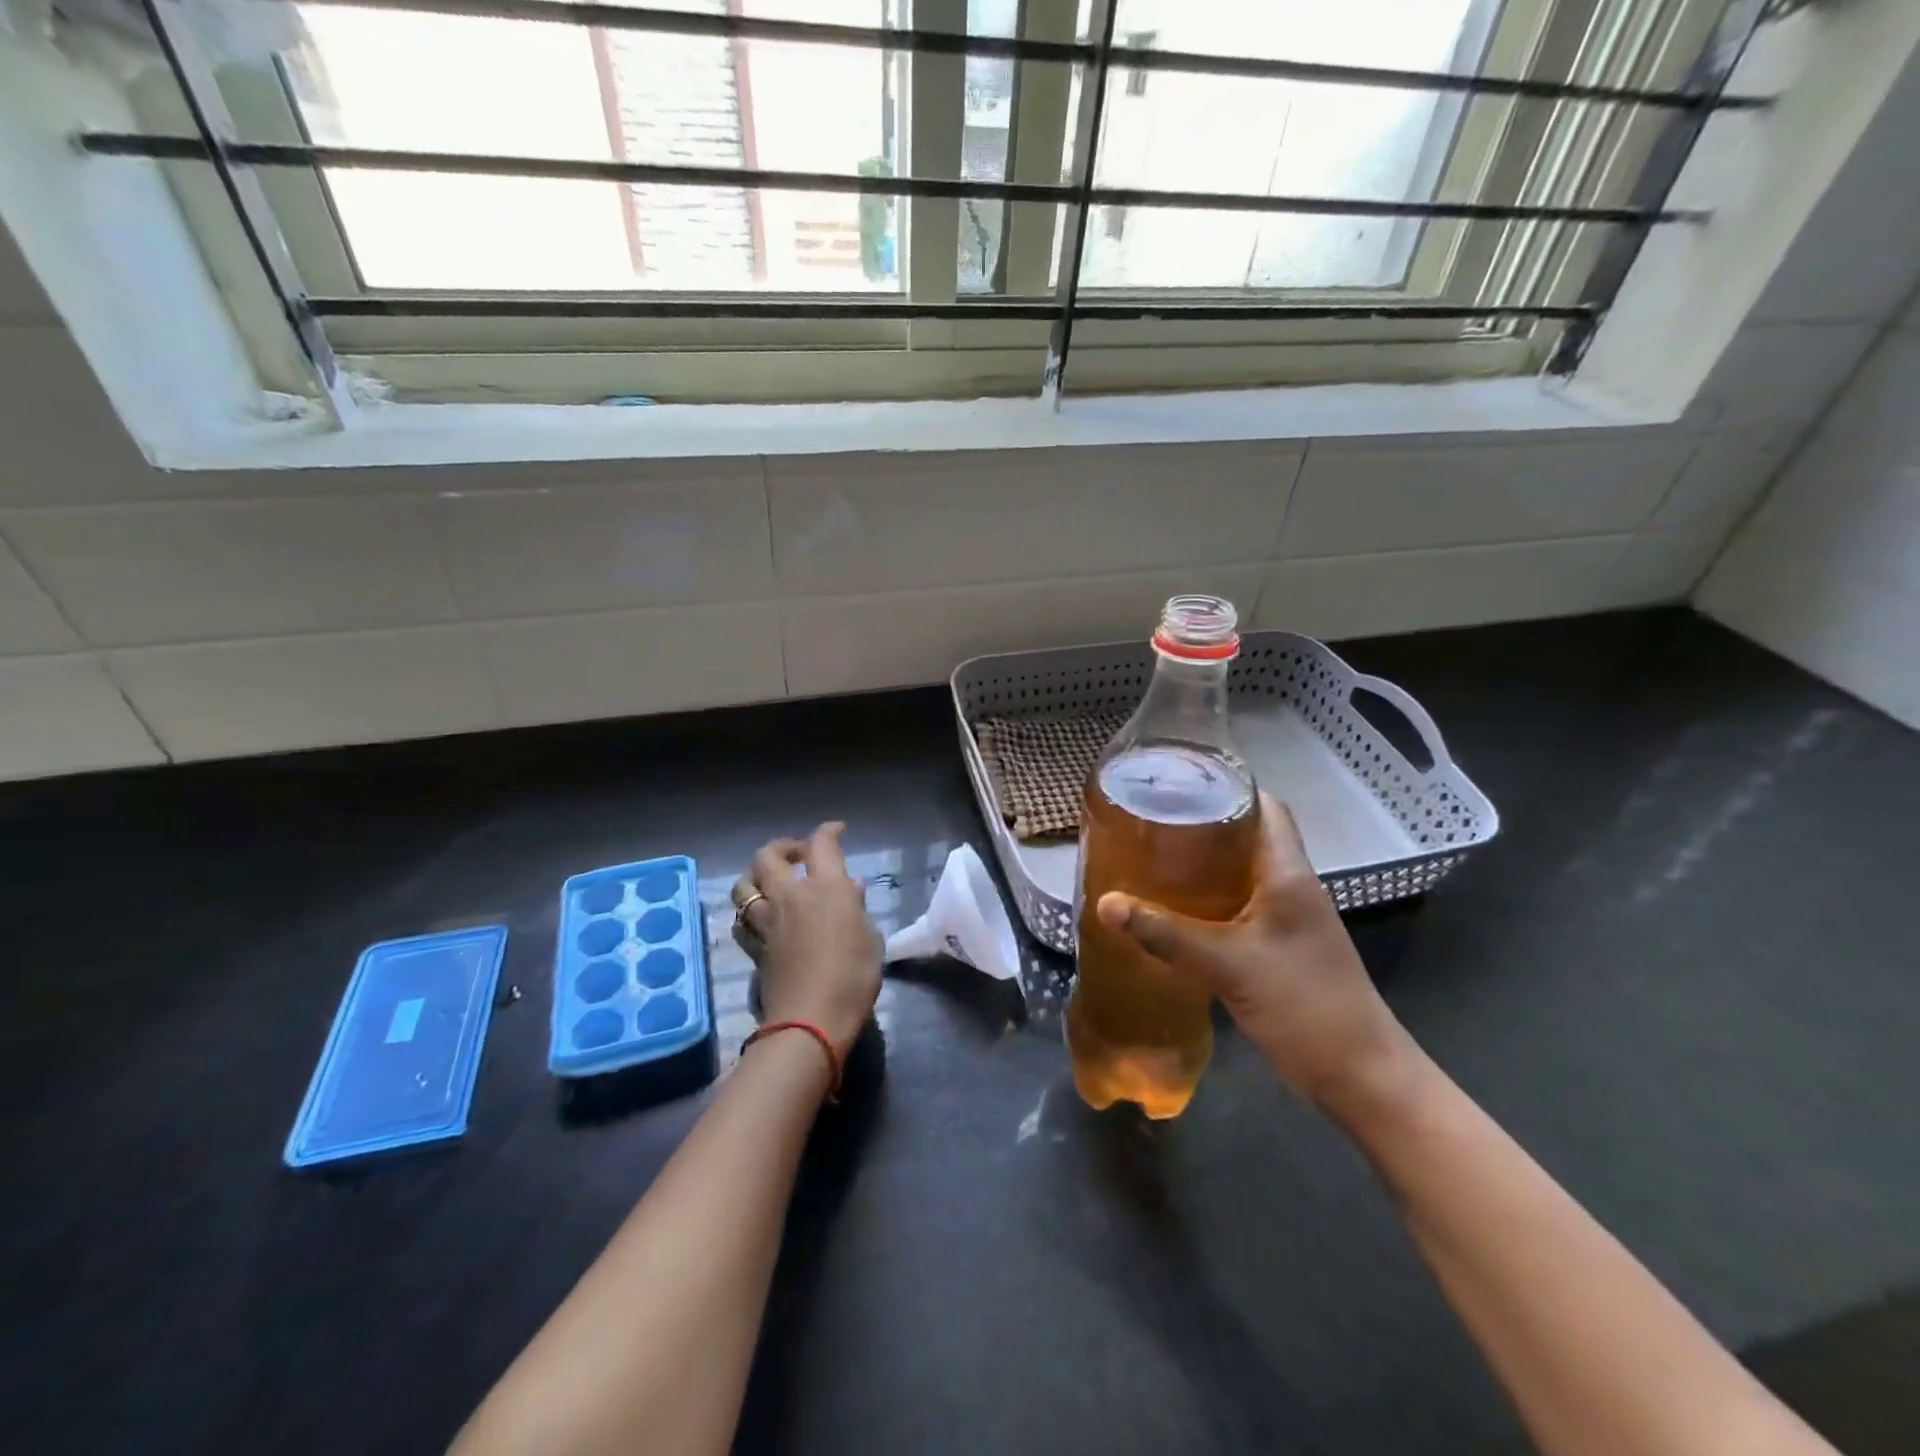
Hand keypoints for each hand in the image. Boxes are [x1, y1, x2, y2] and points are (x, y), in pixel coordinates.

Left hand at [731, 822, 882, 1057]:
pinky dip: (748, 913)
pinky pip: (742, 921)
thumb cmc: (853, 976)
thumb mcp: (870, 939)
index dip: (828, 831)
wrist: (811, 1020)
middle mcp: (791, 895)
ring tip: (769, 884)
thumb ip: (857, 908)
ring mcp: (767, 921)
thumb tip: (851, 887)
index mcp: (826, 887)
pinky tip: (759, 919)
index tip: (837, 831)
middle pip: (769, 855)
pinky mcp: (754, 947)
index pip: (821, 843)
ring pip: (744, 886)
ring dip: (755, 878)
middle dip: (782, 848)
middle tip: (797, 856)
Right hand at [1094, 792, 1419, 1114]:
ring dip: (1204, 863)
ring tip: (1153, 855)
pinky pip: (1239, 906)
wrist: (1360, 1075)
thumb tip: (1105, 903)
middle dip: (1203, 823)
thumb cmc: (1304, 1005)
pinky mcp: (1278, 946)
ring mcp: (1287, 918)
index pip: (1266, 807)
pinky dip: (1208, 900)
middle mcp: (1291, 886)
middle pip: (1248, 836)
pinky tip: (1173, 908)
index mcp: (1288, 874)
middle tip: (1151, 818)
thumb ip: (1166, 933)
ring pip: (1242, 873)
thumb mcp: (1228, 965)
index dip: (1227, 786)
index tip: (1178, 782)